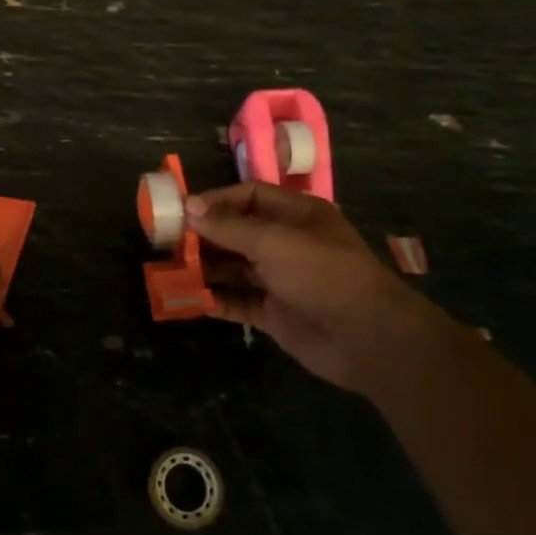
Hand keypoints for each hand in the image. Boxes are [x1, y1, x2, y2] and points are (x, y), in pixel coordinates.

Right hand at [186, 183, 439, 393]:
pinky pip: (238, 300)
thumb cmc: (323, 274)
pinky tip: (187, 297)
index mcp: (297, 215)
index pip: (249, 196)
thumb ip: (228, 226)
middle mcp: (288, 243)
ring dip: (204, 267)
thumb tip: (188, 206)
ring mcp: (281, 280)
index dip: (216, 200)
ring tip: (169, 267)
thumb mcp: (273, 242)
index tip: (182, 210)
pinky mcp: (275, 313)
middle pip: (237, 231)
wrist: (368, 338)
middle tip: (166, 239)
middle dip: (204, 235)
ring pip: (234, 267)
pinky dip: (214, 298)